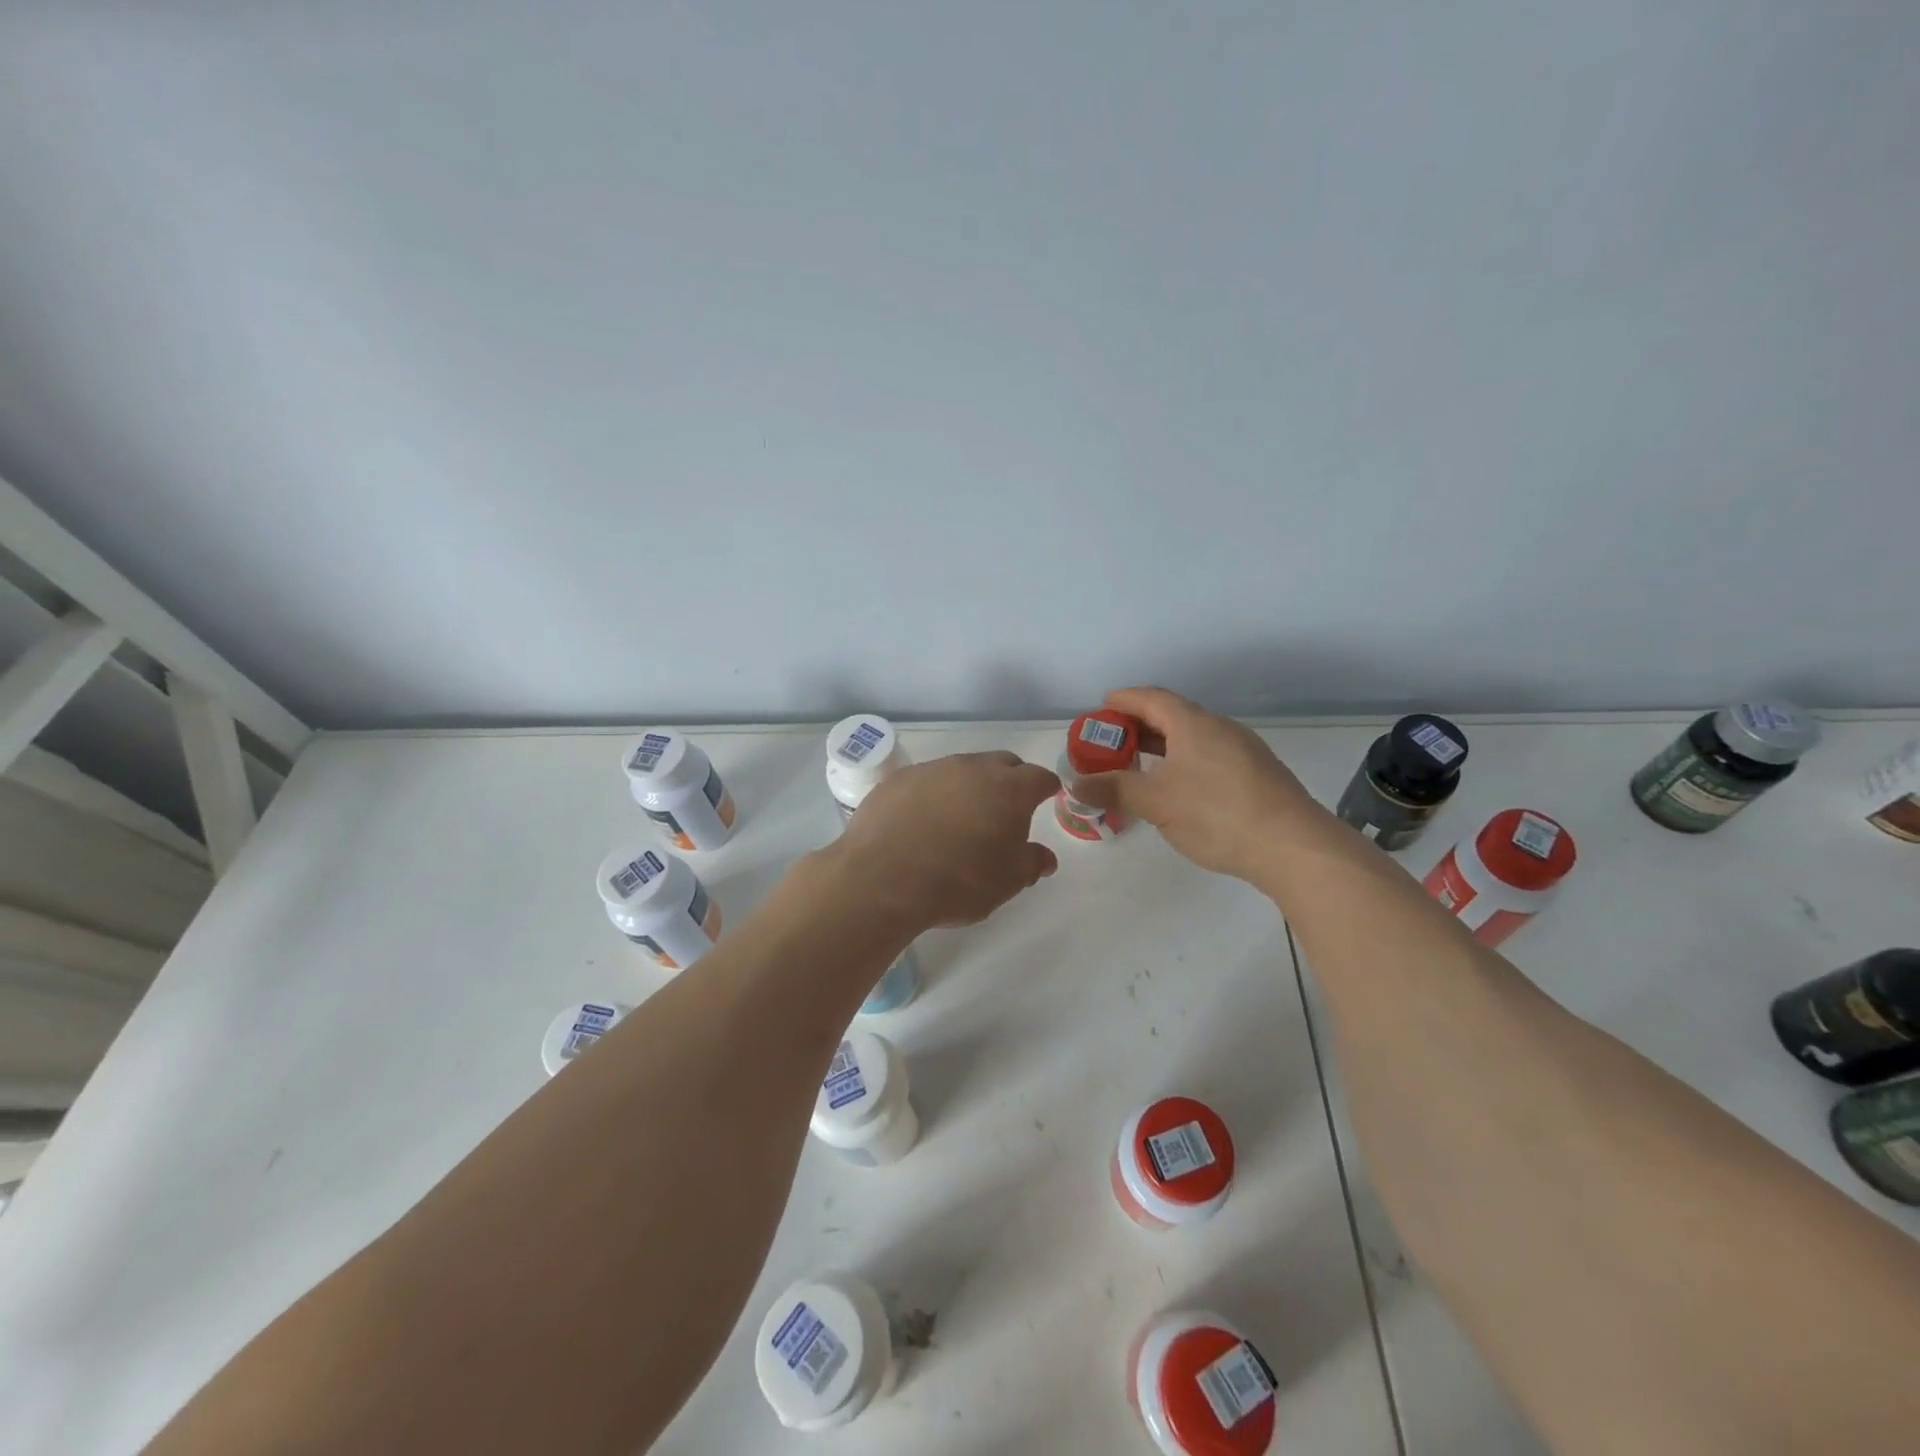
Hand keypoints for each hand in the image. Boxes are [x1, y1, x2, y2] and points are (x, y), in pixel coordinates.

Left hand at [833, 751, 1060, 929]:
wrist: (884, 878)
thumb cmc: (958, 881)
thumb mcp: (1007, 882)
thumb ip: (1031, 863)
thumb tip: (1044, 857)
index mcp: (1009, 789)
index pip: (1039, 777)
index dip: (1046, 788)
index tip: (1046, 798)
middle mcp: (972, 768)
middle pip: (1002, 764)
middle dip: (1009, 781)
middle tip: (1005, 811)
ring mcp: (932, 769)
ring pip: (961, 770)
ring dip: (968, 788)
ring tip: (959, 820)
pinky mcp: (898, 779)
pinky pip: (926, 781)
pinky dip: (932, 796)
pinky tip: (922, 822)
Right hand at [1068, 687, 1323, 881]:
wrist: (1293, 846)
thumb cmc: (1216, 813)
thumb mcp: (1155, 802)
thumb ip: (1113, 789)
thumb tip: (1075, 784)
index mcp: (1193, 723)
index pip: (1150, 698)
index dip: (1121, 701)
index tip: (1099, 711)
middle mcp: (1219, 727)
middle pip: (1171, 715)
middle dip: (1137, 727)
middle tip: (1110, 745)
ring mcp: (1242, 749)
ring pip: (1192, 737)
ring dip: (1161, 746)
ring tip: (1138, 767)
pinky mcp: (1256, 774)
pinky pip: (1209, 755)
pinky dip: (1183, 761)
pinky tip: (1177, 789)